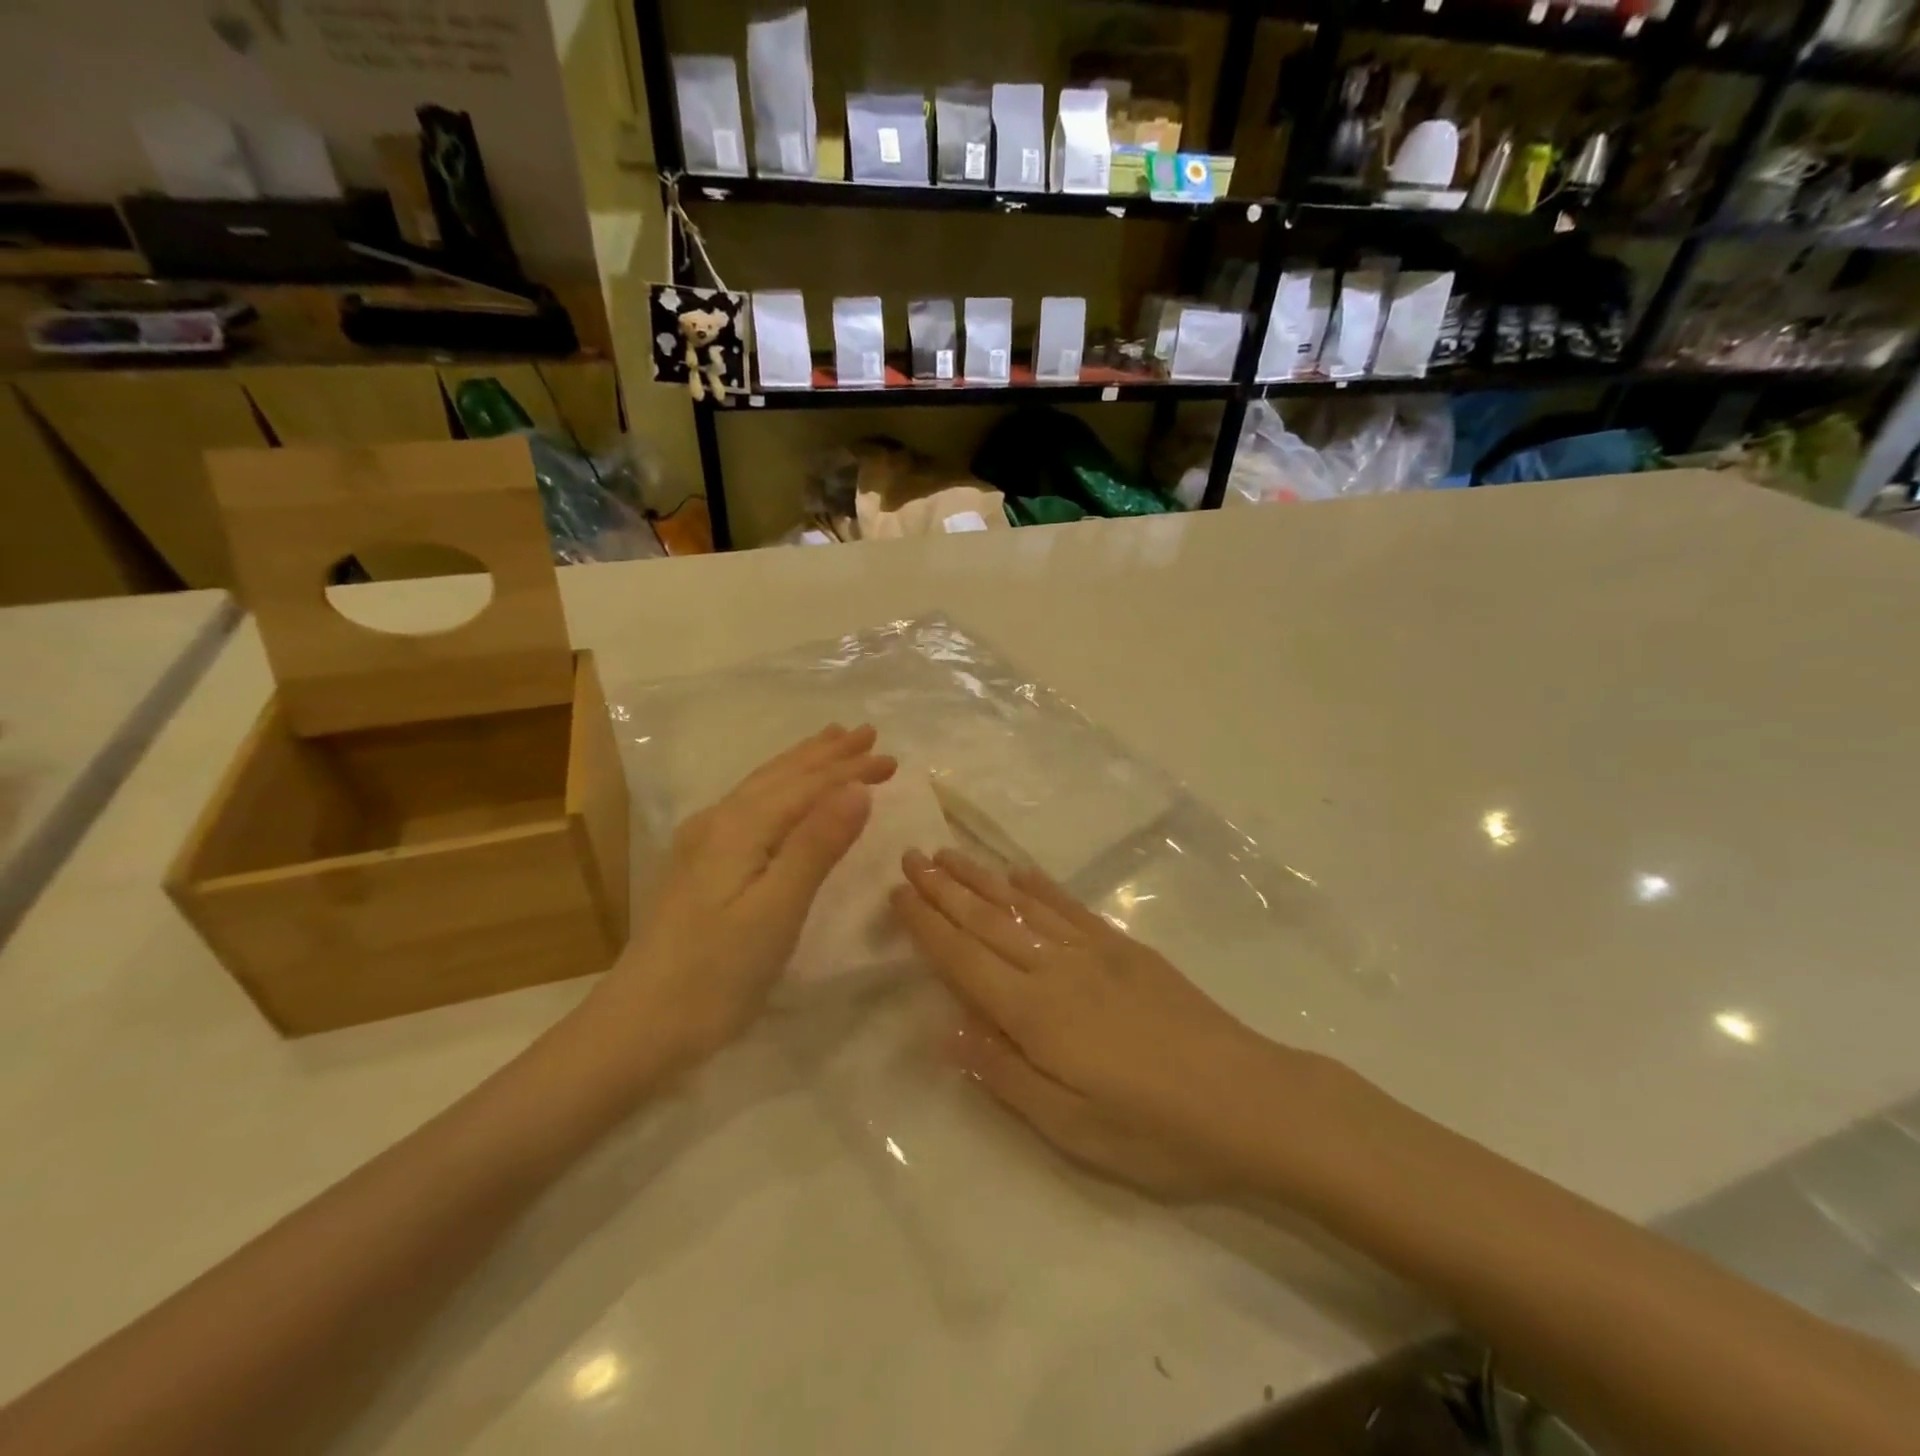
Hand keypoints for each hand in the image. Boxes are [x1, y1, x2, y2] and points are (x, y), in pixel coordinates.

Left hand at [580, 724, 896, 1073]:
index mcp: (741, 828)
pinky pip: (752, 806)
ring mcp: (705, 843)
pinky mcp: (701, 865)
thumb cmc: (718, 972)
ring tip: (829, 743)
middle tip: (867, 733)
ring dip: (802, 764)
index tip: (893, 759)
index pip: (807, 786)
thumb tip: (857, 788)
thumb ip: (816, 846)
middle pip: (782, 776)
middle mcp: (720, 822)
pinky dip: (781, 788)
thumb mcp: (777, 910)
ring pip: (763, 787)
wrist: (640, 1024)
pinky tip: (779, 794)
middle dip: (827, 755)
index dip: (851, 770)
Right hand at [892, 849, 1293, 1199]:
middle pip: (987, 920)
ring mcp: (1094, 951)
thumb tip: (947, 1030)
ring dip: (981, 878)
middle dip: (943, 888)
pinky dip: (1040, 886)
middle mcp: (1056, 968)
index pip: (963, 959)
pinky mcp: (1126, 948)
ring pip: (1022, 905)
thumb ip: (1004, 1073)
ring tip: (948, 853)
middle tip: (909, 855)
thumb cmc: (1155, 1129)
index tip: (897, 893)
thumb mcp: (1071, 1127)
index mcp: (1035, 1013)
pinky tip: (1020, 872)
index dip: (927, 925)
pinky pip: (1070, 908)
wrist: (1248, 1098)